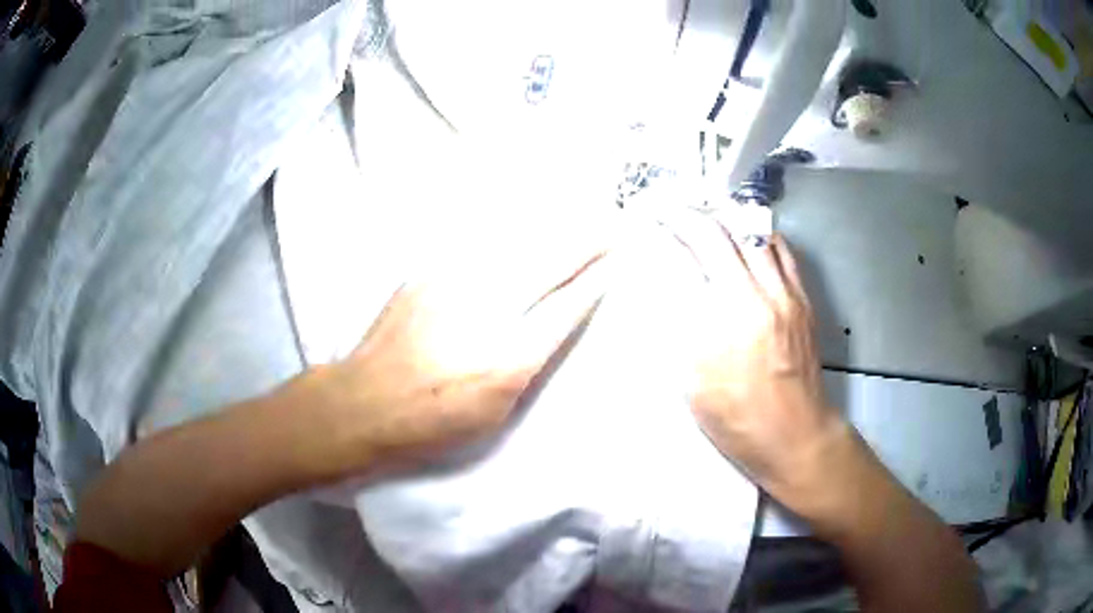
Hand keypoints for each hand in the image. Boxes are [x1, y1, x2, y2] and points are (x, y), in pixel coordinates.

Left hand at [314, 238, 609, 474]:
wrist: (363, 402)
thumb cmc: (432, 423)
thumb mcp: (494, 412)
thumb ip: (527, 365)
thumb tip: (549, 325)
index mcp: (507, 358)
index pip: (563, 307)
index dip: (594, 282)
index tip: (616, 262)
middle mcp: (484, 311)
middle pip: (546, 265)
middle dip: (585, 244)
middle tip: (612, 228)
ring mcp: (451, 285)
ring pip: (514, 247)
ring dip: (551, 232)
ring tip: (578, 220)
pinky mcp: (427, 275)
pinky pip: (479, 247)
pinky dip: (509, 238)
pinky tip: (523, 230)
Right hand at [669, 218, 842, 499]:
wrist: (794, 434)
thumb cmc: (735, 419)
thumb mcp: (692, 380)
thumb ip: (681, 326)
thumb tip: (670, 283)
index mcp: (719, 323)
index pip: (684, 257)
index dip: (662, 233)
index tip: (647, 222)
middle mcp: (754, 297)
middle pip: (717, 234)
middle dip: (687, 215)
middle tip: (670, 210)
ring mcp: (783, 293)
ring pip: (751, 231)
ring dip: (722, 216)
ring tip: (704, 213)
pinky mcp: (802, 297)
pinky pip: (780, 248)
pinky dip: (757, 232)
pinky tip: (744, 233)